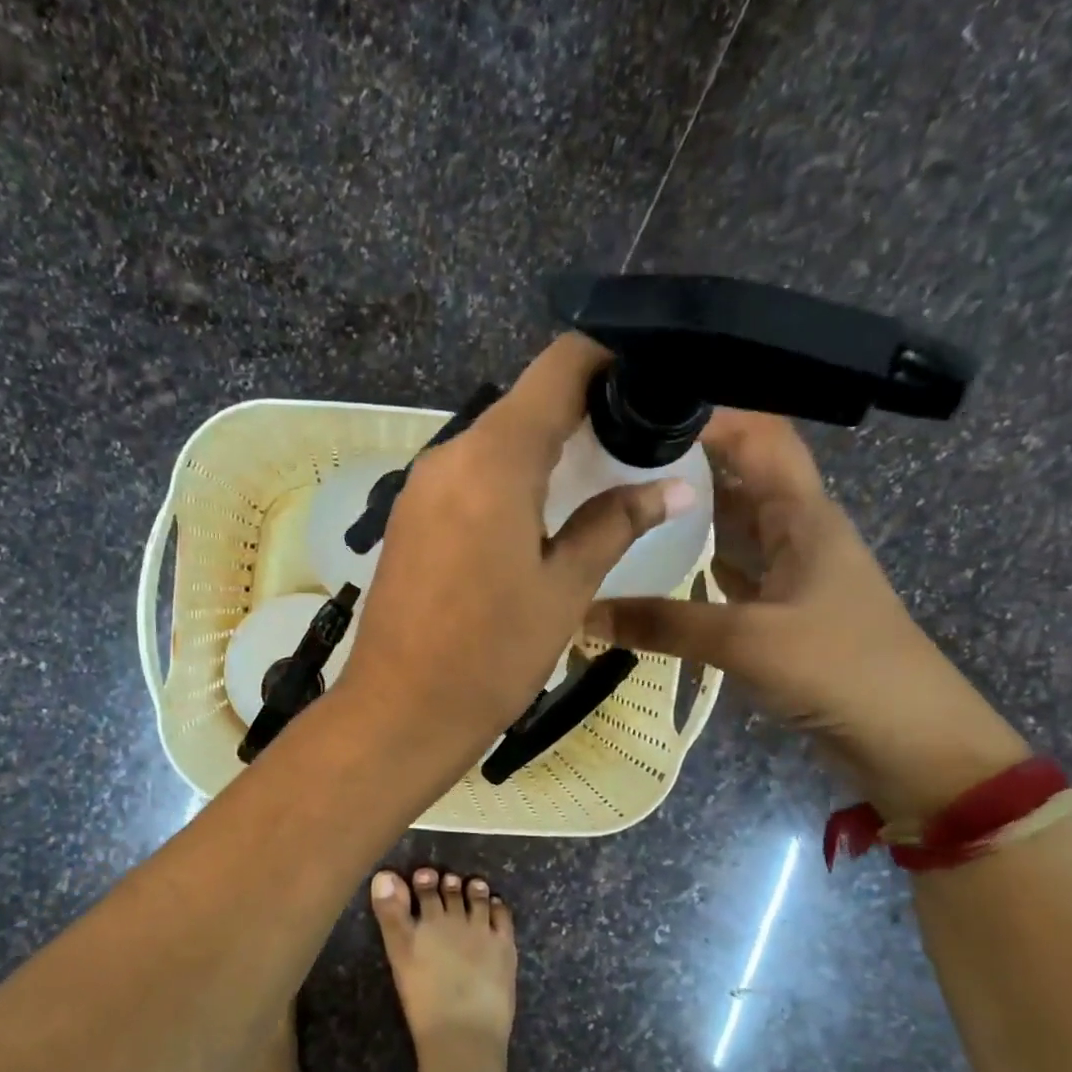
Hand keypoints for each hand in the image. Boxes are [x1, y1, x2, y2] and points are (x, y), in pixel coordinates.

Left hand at [335, 335, 697, 771]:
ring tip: (594, 481)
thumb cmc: (490, 655)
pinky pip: (466, 477)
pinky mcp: (407, 518)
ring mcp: (420, 487)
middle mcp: (449, 455)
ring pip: (494, 443)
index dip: (608, 359)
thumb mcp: (563, 589)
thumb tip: (671, 489)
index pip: (559, 368)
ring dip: (542, 451)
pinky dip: (506, 480)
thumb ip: (614, 524)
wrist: (399, 711)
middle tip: (633, 443)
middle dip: (581, 412)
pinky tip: (536, 516)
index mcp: (494, 459)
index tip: (649, 381)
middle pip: (525, 404)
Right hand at [585, 410, 1027, 817]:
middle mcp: (795, 531)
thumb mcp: (748, 640)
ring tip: (618, 506)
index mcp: (802, 514)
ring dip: (684, 515)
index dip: (708, 414)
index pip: (759, 435)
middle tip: (608, 463)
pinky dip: (691, 566)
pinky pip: (727, 573)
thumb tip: (583, 613)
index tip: (639, 412)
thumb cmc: (842, 669)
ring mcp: (788, 573)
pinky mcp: (778, 612)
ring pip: (730, 526)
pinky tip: (650, 570)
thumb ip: (664, 624)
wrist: (908, 740)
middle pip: (737, 476)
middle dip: (682, 462)